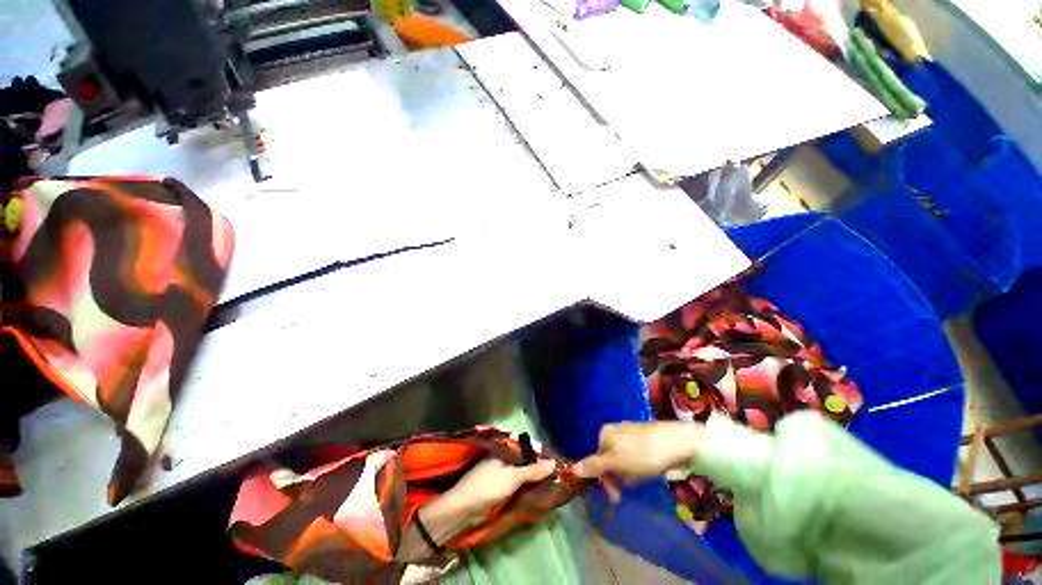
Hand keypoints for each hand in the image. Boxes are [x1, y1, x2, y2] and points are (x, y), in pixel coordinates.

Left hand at [440, 457, 556, 524]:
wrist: (463, 509)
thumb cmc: (488, 487)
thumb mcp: (513, 477)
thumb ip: (533, 470)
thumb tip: (553, 462)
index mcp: (504, 450)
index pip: (527, 448)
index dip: (540, 454)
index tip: (556, 461)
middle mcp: (502, 458)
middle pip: (524, 461)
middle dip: (538, 467)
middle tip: (556, 474)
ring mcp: (499, 472)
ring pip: (521, 473)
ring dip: (533, 478)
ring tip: (551, 483)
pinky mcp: (497, 487)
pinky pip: (516, 483)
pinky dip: (525, 486)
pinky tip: (536, 491)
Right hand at [575, 421, 704, 480]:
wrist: (678, 442)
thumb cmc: (644, 454)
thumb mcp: (617, 462)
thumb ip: (595, 466)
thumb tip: (571, 468)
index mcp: (605, 433)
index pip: (596, 459)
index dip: (604, 479)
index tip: (616, 496)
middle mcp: (614, 431)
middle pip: (608, 460)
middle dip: (618, 477)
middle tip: (630, 488)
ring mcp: (629, 434)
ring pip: (622, 461)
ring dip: (629, 474)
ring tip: (642, 477)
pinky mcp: (643, 439)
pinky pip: (634, 457)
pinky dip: (638, 468)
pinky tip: (648, 470)